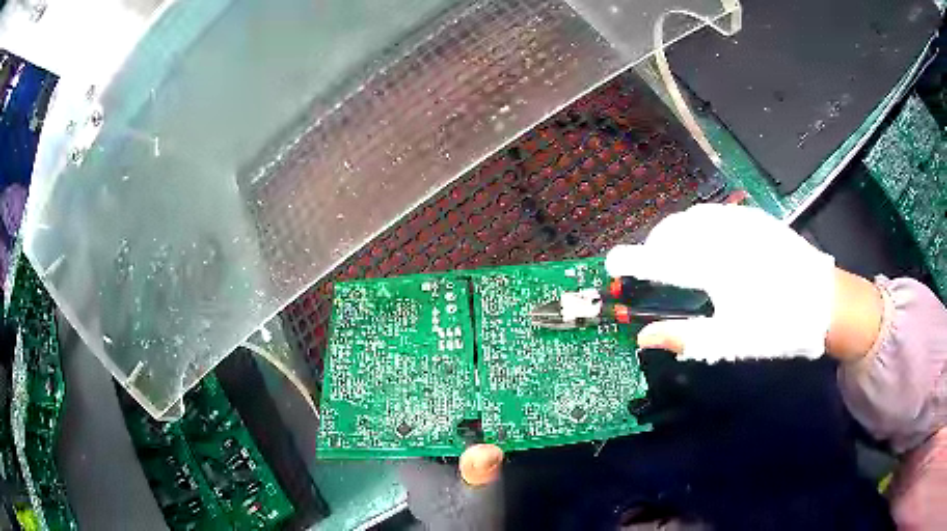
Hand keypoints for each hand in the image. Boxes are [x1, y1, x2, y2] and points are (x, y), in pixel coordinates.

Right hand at [606, 204, 882, 362]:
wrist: (826, 302)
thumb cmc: (779, 327)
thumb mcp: (732, 342)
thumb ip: (685, 336)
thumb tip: (644, 337)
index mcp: (717, 269)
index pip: (662, 261)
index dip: (632, 261)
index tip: (611, 262)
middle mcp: (725, 236)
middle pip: (672, 232)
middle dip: (655, 249)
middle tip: (653, 271)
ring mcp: (741, 222)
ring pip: (691, 218)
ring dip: (674, 235)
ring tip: (677, 257)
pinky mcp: (755, 218)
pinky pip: (714, 214)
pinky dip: (698, 226)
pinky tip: (706, 243)